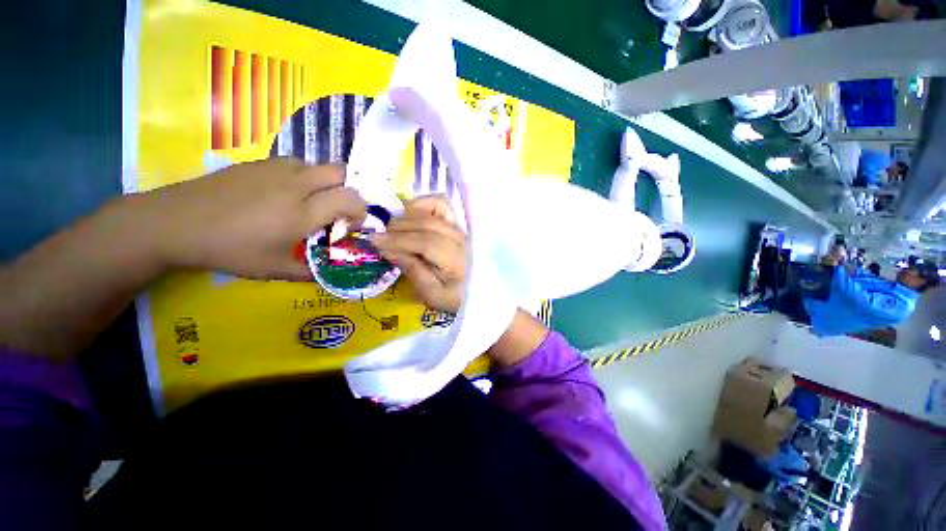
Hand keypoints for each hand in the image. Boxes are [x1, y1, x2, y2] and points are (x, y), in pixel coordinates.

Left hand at [137, 158, 366, 280]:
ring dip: (323, 182)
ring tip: (308, 202)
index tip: (350, 225)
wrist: (174, 223)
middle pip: (339, 171)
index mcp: (303, 212)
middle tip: (334, 209)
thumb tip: (331, 276)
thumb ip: (310, 272)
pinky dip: (300, 176)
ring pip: (316, 164)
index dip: (359, 210)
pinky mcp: (257, 163)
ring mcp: (274, 169)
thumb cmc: (229, 250)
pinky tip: (282, 194)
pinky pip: (293, 163)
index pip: (350, 198)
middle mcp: (295, 184)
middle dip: (346, 189)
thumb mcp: (273, 269)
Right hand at [370, 196, 466, 311]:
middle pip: (427, 223)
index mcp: (457, 261)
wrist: (474, 290)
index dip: (399, 240)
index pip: (427, 243)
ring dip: (408, 216)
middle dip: (398, 229)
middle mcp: (461, 239)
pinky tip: (410, 216)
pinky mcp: (456, 222)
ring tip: (394, 230)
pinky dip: (422, 205)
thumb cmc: (451, 296)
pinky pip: (440, 203)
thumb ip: (413, 271)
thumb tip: (388, 249)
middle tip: (380, 239)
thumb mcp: (432, 295)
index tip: (375, 242)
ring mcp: (460, 228)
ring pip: (433, 209)